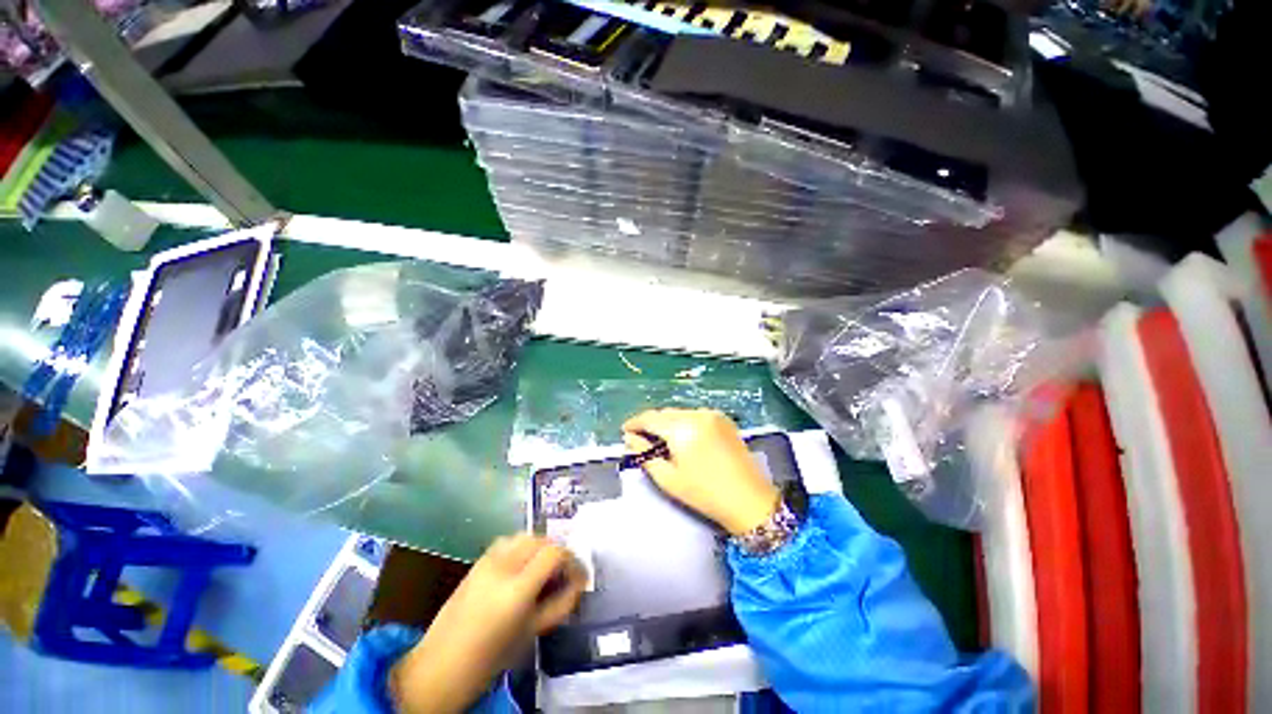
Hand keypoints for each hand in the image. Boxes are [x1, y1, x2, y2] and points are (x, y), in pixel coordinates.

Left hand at [389, 535, 585, 713]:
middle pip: (540, 539)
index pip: (554, 553)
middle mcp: (502, 566)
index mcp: (516, 589)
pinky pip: (507, 542)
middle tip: (564, 573)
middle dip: (558, 552)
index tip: (580, 576)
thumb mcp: (531, 634)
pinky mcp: (476, 562)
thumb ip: (559, 605)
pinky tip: (522, 567)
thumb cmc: (489, 659)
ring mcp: (486, 561)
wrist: (438, 668)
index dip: (573, 560)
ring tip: (544, 568)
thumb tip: (578, 585)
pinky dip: (521, 547)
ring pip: (524, 536)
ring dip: (540, 546)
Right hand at [622, 408, 779, 535]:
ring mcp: (712, 414)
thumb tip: (630, 438)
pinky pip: (695, 415)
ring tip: (660, 439)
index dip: (635, 423)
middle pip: (665, 413)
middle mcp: (696, 414)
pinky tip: (682, 437)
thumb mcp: (668, 478)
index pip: (650, 417)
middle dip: (651, 423)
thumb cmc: (704, 493)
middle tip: (640, 437)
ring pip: (680, 413)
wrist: (749, 499)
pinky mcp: (723, 419)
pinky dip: (684, 422)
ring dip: (667, 422)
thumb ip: (645, 454)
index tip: (625, 430)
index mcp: (681, 428)